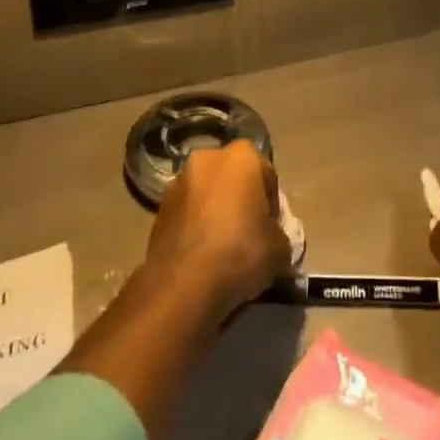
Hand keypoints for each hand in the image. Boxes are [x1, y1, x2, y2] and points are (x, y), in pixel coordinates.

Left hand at [146, 141, 291, 321]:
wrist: (184, 284)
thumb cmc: (241, 251)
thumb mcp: (280, 248)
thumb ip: (278, 234)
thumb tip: (271, 239)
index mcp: (241, 156)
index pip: (266, 174)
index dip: (272, 203)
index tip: (271, 229)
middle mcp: (207, 159)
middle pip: (232, 178)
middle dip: (240, 200)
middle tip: (248, 234)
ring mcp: (178, 183)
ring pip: (206, 195)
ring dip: (214, 212)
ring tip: (222, 248)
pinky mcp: (158, 210)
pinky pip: (186, 215)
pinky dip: (195, 228)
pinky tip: (202, 257)